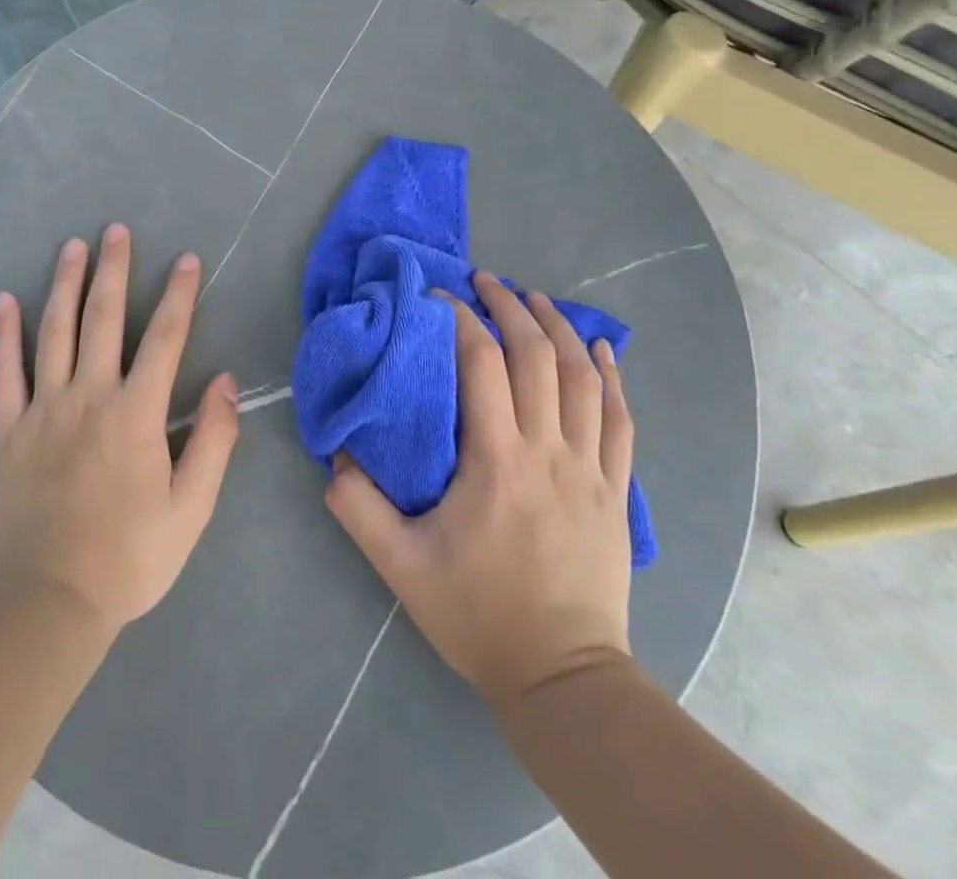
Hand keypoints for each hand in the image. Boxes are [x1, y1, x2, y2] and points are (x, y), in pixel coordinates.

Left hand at [0, 224, 240, 638]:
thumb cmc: (129, 558)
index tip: (187, 260)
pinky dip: (4, 334)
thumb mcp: (192, 508)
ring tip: (72, 247)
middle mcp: (89, 397)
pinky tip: (4, 301)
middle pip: (103, 319)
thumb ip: (214, 440)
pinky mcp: (8, 431)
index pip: (165, 338)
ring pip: (54, 332)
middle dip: (113, 270)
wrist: (48, 605)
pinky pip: (4, 373)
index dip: (179, 295)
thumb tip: (227, 381)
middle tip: (117, 230)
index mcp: (136, 414)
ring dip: (64, 285)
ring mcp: (42, 410)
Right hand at [326, 269, 633, 705]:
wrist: (562, 676)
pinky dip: (612, 376)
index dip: (461, 320)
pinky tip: (602, 348)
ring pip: (583, 377)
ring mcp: (590, 468)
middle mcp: (548, 451)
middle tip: (486, 280)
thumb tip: (336, 456)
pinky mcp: (616, 489)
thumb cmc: (478, 615)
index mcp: (497, 462)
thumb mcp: (401, 566)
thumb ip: (359, 508)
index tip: (439, 298)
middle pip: (537, 356)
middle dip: (510, 307)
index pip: (482, 365)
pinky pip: (620, 417)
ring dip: (559, 328)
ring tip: (536, 299)